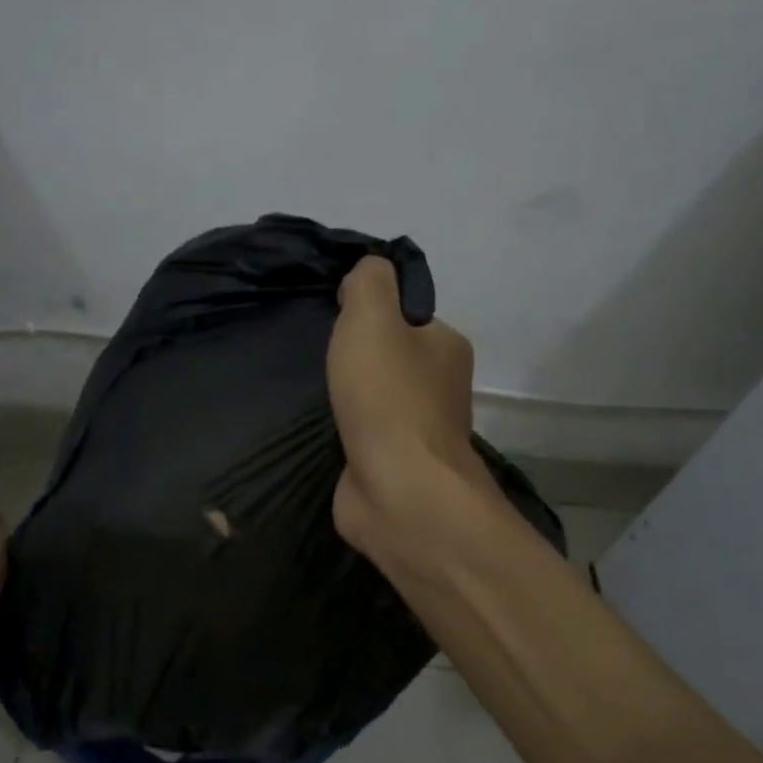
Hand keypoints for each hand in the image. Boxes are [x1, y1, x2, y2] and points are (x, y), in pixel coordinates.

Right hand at [327, 256, 490, 565]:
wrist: (398, 489)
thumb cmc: (387, 397)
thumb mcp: (373, 317)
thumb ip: (369, 282)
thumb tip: (366, 274)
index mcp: (446, 346)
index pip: (406, 316)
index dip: (369, 313)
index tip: (335, 321)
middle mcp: (440, 386)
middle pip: (390, 358)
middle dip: (355, 358)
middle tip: (320, 359)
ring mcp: (418, 431)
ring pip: (376, 398)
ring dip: (349, 397)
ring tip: (315, 392)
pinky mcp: (395, 466)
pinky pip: (365, 434)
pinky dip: (345, 430)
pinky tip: (323, 428)